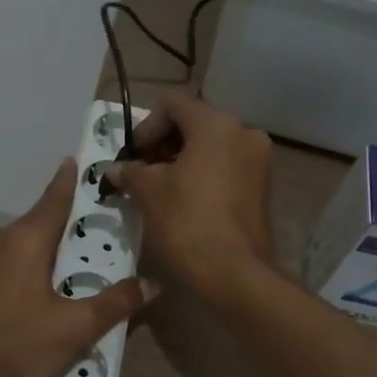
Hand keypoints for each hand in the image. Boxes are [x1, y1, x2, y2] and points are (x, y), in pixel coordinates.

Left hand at [0, 159, 151, 376]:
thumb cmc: (17, 343)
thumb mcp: (75, 327)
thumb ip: (115, 303)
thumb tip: (151, 284)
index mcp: (27, 240)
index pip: (55, 197)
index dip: (70, 179)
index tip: (77, 160)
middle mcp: (1, 240)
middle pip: (40, 221)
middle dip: (67, 221)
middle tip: (97, 226)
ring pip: (23, 243)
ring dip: (48, 246)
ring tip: (75, 261)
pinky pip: (8, 261)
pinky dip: (30, 264)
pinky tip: (42, 289)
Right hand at [104, 92, 273, 297]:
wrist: (234, 273)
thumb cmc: (186, 222)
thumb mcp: (149, 193)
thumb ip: (130, 172)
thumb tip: (114, 169)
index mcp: (216, 124)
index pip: (172, 104)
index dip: (145, 127)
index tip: (132, 156)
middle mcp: (244, 133)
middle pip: (194, 123)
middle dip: (162, 145)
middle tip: (140, 172)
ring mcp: (258, 160)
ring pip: (211, 146)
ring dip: (181, 160)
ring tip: (157, 189)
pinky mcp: (262, 186)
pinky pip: (225, 167)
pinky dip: (202, 174)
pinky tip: (182, 200)